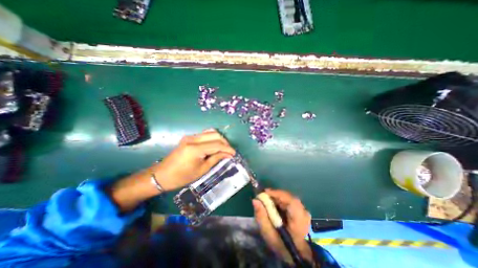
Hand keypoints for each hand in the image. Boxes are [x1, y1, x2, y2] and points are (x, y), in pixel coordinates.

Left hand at [153, 129, 234, 189]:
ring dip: (219, 139)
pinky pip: (205, 134)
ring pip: (210, 132)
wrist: (161, 175)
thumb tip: (228, 154)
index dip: (227, 148)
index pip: (217, 144)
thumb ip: (216, 158)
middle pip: (215, 135)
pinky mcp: (189, 138)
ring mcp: (190, 137)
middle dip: (225, 142)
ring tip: (223, 148)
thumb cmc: (182, 176)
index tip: (234, 153)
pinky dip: (212, 138)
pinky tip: (215, 145)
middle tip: (229, 151)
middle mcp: (193, 139)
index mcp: (195, 148)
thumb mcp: (202, 170)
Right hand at [251, 189, 315, 264]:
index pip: (287, 198)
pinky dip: (282, 203)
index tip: (262, 193)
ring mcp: (305, 212)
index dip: (274, 193)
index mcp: (298, 216)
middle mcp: (303, 211)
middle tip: (263, 197)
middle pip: (287, 197)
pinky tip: (276, 208)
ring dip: (278, 199)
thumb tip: (255, 200)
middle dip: (274, 196)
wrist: (300, 259)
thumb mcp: (269, 235)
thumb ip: (261, 217)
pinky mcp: (304, 214)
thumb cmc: (283, 248)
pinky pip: (291, 203)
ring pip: (289, 199)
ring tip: (268, 202)